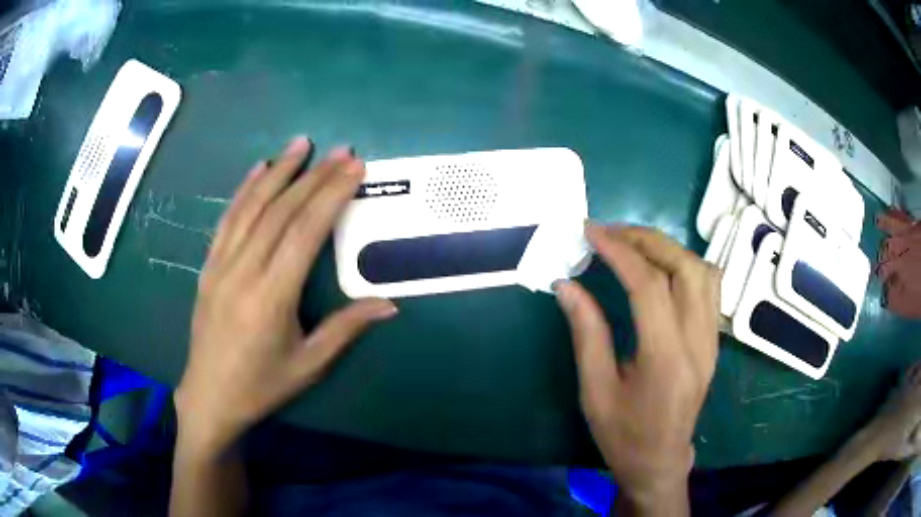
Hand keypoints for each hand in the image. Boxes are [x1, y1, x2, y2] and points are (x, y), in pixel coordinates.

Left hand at [174, 137, 397, 456]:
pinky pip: (227, 219)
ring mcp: (221, 264)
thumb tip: (388, 304)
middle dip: (314, 176)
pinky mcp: (209, 266)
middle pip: (281, 211)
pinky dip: (244, 190)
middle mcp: (244, 271)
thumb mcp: (309, 365)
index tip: (354, 167)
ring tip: (301, 144)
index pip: (306, 231)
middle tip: (341, 151)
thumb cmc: (262, 386)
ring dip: (278, 172)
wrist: (209, 397)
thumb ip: (346, 329)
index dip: (332, 195)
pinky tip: (258, 169)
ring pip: (252, 207)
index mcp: (272, 296)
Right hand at [555, 224, 719, 514]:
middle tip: (611, 232)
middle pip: (685, 268)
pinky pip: (710, 287)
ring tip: (634, 245)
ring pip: (703, 271)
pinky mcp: (713, 340)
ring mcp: (711, 339)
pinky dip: (685, 264)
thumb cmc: (623, 434)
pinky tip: (661, 268)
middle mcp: (697, 342)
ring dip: (669, 248)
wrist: (660, 461)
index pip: (649, 286)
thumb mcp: (595, 391)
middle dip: (646, 240)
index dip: (619, 252)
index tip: (591, 232)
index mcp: (665, 359)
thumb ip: (586, 333)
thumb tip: (566, 286)